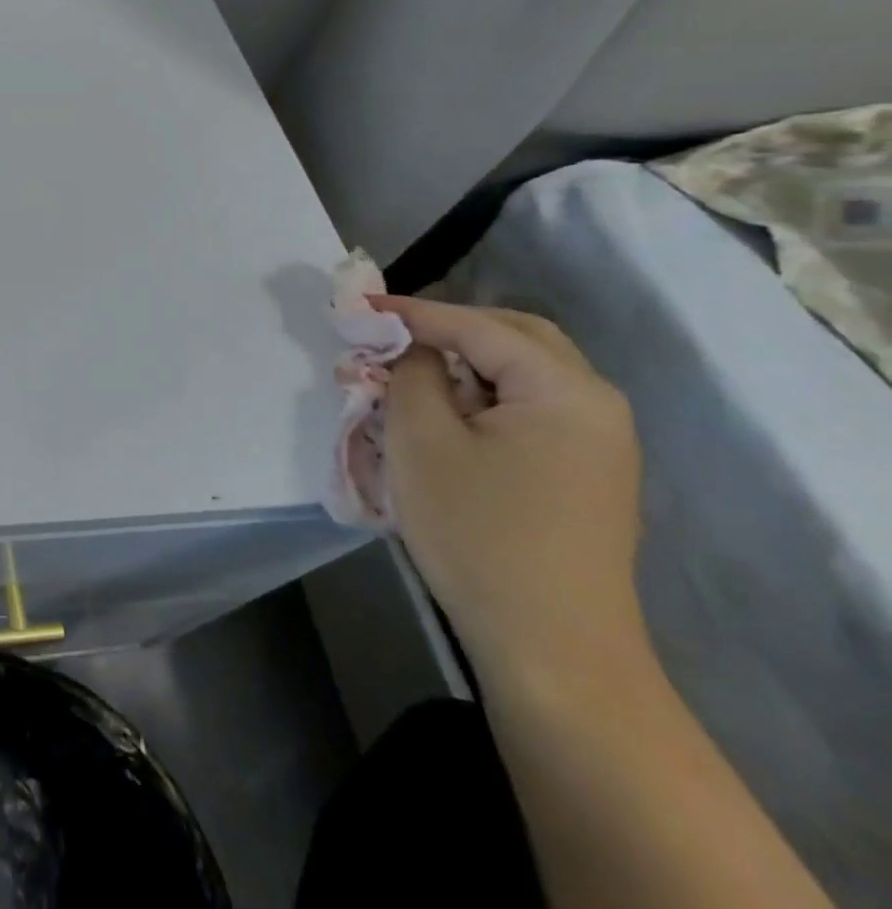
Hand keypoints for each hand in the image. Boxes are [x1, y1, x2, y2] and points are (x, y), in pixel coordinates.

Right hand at [376, 297, 643, 681]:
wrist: (553, 649)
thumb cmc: (480, 533)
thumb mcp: (422, 441)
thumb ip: (411, 373)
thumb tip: (410, 346)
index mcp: (565, 390)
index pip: (477, 326)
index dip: (412, 311)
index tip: (356, 304)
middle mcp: (595, 405)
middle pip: (515, 338)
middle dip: (448, 327)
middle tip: (389, 333)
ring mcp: (597, 443)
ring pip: (521, 373)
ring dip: (463, 363)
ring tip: (407, 375)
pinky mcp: (584, 475)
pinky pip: (527, 409)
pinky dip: (481, 395)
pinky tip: (442, 416)